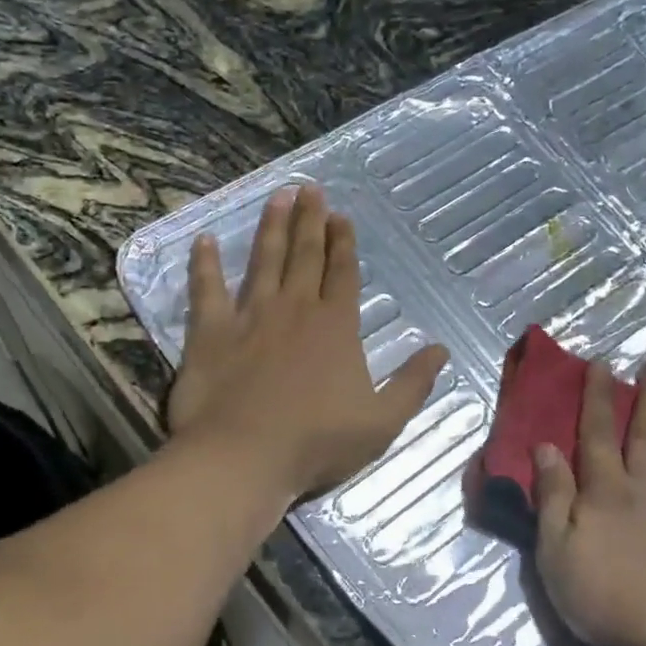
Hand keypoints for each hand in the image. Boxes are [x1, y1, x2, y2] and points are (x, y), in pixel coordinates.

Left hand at [166, 184, 448, 503]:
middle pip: (305, 256)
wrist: (245, 457)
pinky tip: (204, 240)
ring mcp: (249, 317)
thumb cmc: (318, 442)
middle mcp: (295, 310)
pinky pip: (206, 290)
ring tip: (278, 197)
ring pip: (264, 261)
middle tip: (310, 189)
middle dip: (311, 221)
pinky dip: (204, 264)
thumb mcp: (383, 421)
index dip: (344, 244)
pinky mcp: (210, 333)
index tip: (342, 216)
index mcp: (336, 327)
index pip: (344, 274)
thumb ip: (413, 383)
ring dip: (272, 228)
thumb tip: (441, 349)